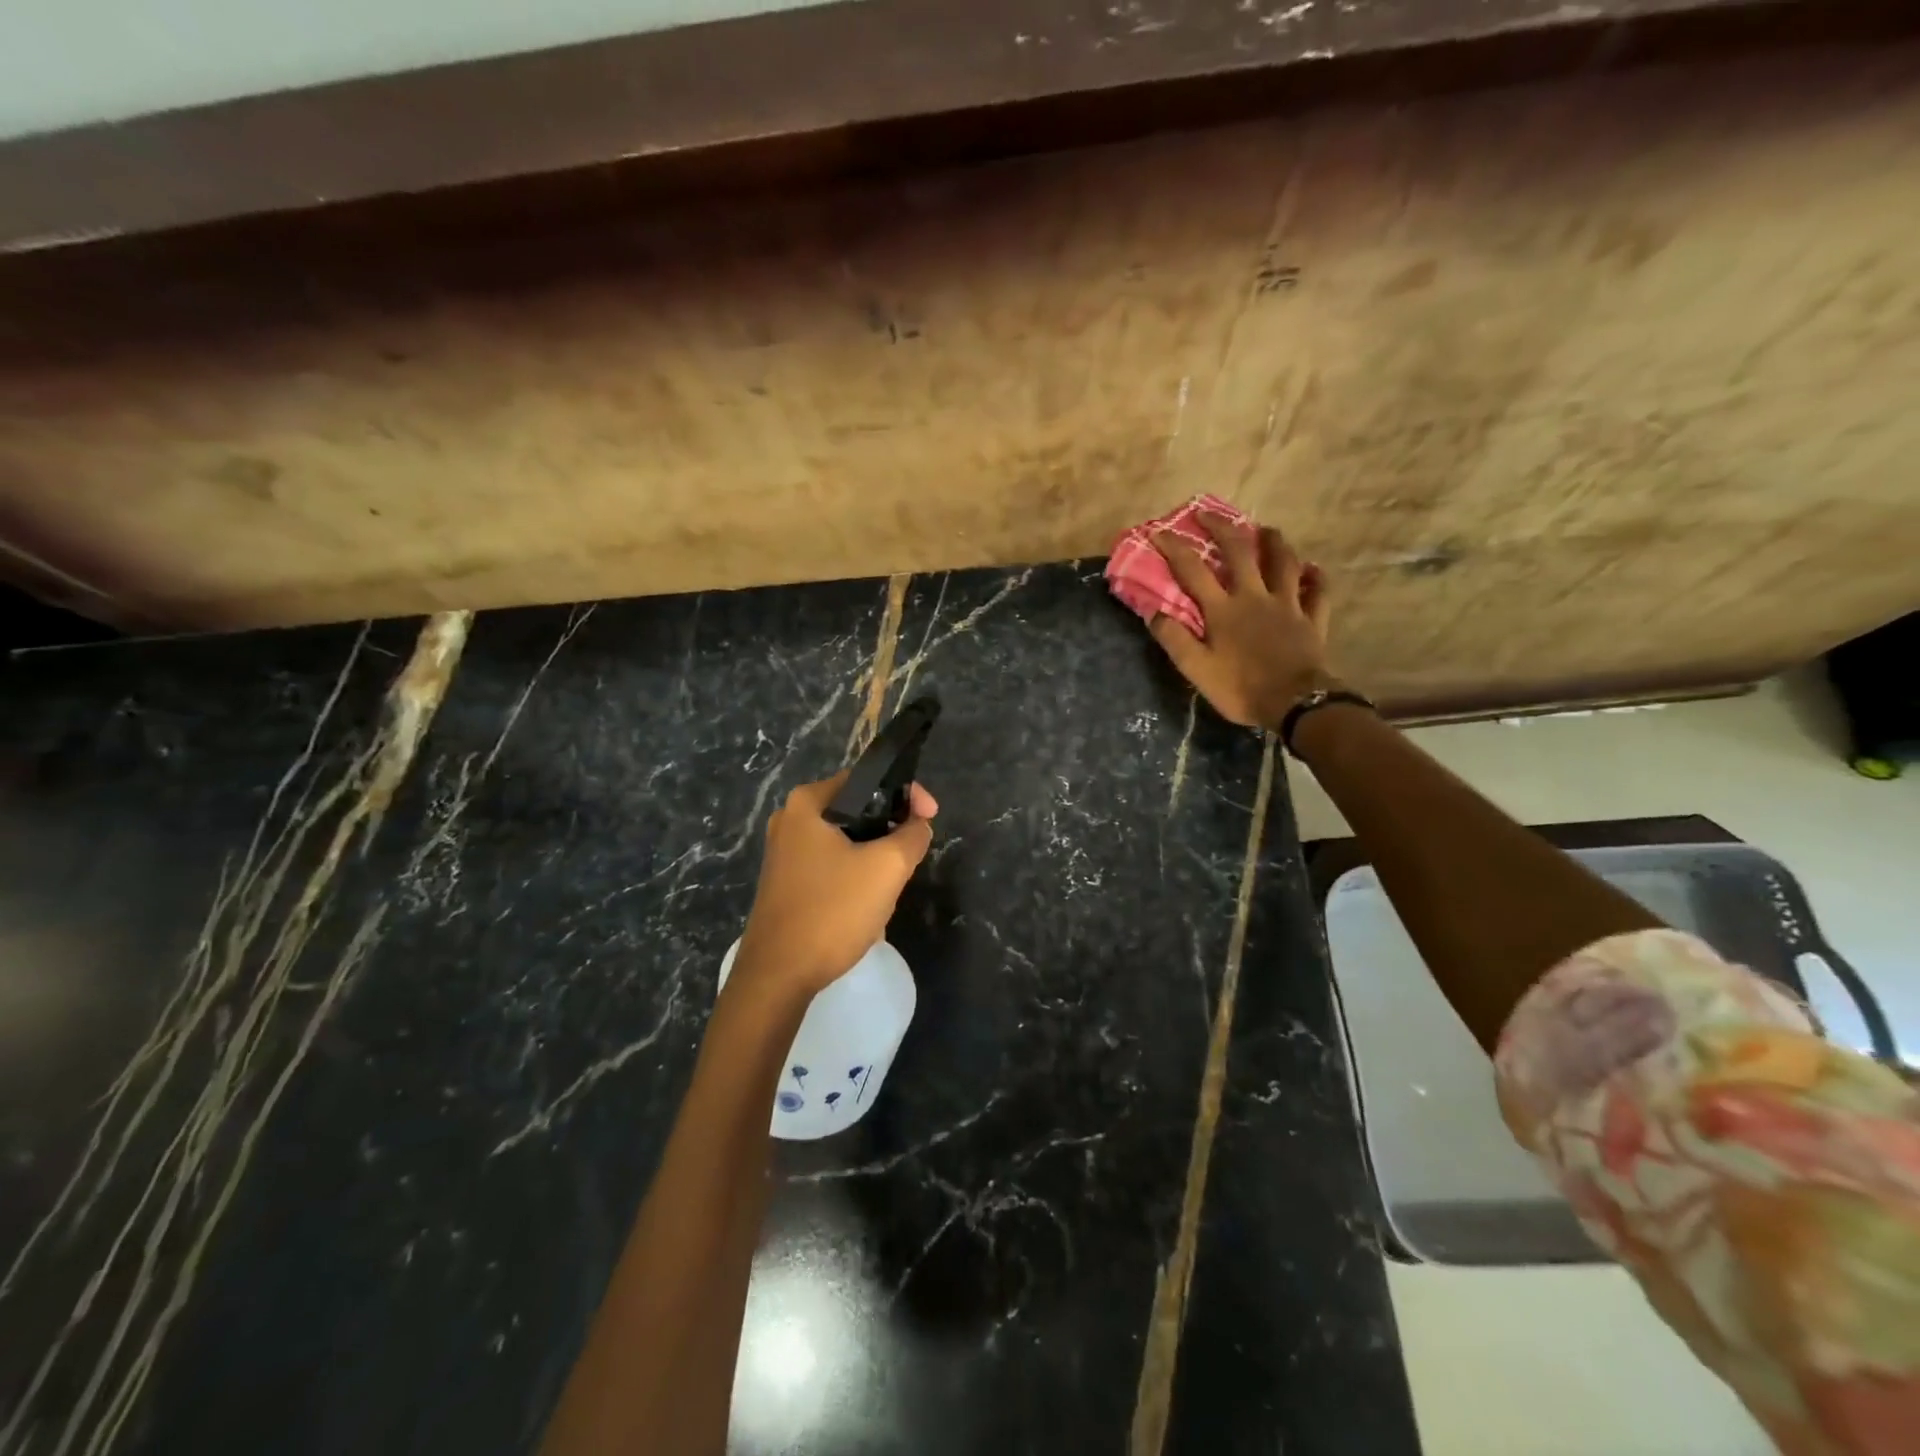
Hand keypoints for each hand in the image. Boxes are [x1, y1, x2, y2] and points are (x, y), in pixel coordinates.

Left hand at [733, 772, 937, 999]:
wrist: (778, 976)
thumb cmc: (832, 911)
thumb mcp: (887, 868)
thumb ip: (912, 836)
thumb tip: (918, 825)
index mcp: (808, 803)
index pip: (868, 779)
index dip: (907, 794)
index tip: (931, 818)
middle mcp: (791, 819)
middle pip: (858, 811)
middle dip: (890, 834)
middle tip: (910, 859)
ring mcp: (784, 852)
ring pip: (847, 842)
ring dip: (875, 861)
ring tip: (889, 890)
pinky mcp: (786, 882)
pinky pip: (832, 866)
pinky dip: (855, 878)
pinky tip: (865, 908)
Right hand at [1150, 512, 1336, 729]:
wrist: (1295, 703)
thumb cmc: (1241, 688)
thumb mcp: (1197, 670)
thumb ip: (1175, 639)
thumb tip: (1154, 612)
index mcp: (1223, 609)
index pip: (1193, 570)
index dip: (1174, 548)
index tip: (1158, 531)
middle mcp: (1254, 596)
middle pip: (1239, 552)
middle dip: (1221, 528)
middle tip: (1208, 514)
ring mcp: (1287, 604)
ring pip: (1283, 561)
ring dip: (1273, 541)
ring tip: (1266, 529)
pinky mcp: (1311, 618)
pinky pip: (1317, 591)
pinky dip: (1314, 577)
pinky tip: (1312, 569)